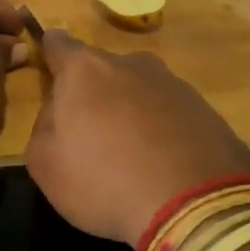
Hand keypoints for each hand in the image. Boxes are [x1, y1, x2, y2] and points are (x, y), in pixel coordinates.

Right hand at [26, 29, 249, 246]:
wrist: (195, 207)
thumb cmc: (104, 181)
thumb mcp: (44, 163)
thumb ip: (44, 125)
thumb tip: (58, 111)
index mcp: (85, 70)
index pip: (58, 43)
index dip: (50, 54)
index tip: (49, 72)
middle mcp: (131, 64)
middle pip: (101, 70)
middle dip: (93, 93)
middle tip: (89, 133)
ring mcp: (173, 84)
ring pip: (138, 90)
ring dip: (129, 111)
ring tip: (130, 154)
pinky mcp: (205, 109)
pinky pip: (169, 114)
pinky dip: (160, 130)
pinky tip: (161, 164)